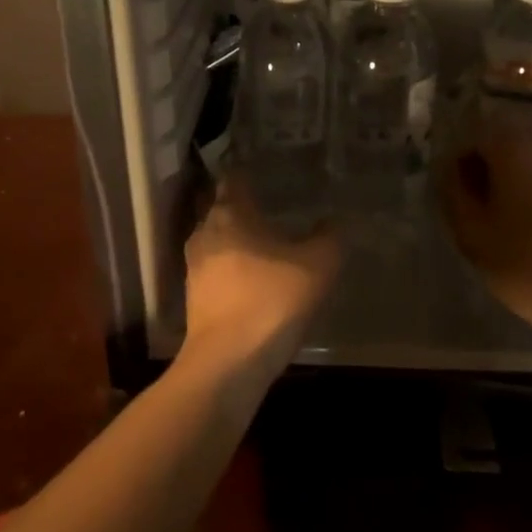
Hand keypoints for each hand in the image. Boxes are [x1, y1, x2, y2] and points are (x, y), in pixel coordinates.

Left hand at [181, 175, 339, 376]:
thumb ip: (329, 238)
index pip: (234, 179)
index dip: (247, 171)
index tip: (264, 168)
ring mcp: (195, 267)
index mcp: (230, 214)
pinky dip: (231, 266)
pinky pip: (215, 269)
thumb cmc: (270, 301)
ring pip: (216, 240)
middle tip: (271, 203)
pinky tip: (254, 277)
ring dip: (236, 238)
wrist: (227, 364)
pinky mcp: (194, 298)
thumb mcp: (317, 267)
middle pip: (222, 208)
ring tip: (264, 240)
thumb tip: (337, 219)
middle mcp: (206, 232)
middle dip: (242, 205)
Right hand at [437, 122, 531, 339]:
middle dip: (490, 167)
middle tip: (485, 207)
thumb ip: (453, 191)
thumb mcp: (471, 233)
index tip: (462, 199)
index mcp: (512, 144)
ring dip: (516, 174)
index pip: (471, 139)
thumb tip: (450, 169)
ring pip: (531, 153)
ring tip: (513, 214)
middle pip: (503, 140)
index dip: (460, 168)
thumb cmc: (527, 266)